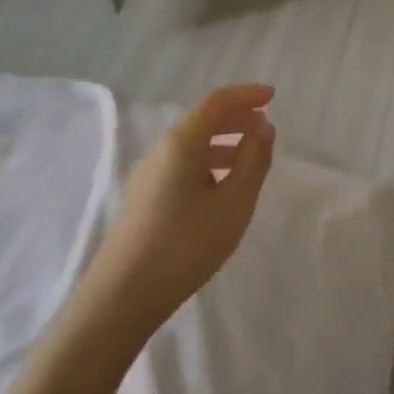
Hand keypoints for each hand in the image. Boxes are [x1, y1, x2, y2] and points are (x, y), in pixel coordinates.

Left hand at [68, 84, 275, 354]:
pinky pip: (181, 166)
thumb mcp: (234, 203)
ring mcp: (146, 177)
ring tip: (250, 158)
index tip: (272, 96)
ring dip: (223, 142)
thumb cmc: (185, 245)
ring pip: (191, 145)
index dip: (246, 94)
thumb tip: (263, 127)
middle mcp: (159, 152)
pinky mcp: (142, 200)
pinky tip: (221, 188)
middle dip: (235, 117)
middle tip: (265, 125)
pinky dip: (208, 162)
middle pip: (201, 121)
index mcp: (181, 143)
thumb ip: (253, 160)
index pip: (216, 102)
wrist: (121, 298)